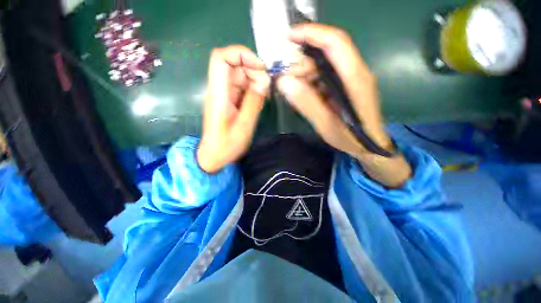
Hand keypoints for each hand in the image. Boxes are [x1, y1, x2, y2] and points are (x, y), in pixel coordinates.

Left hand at [197, 45, 269, 172]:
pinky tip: (260, 101)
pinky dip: (254, 90)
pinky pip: (243, 87)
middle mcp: (220, 89)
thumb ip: (253, 103)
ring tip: (265, 97)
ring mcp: (225, 94)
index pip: (221, 58)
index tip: (260, 67)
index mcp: (218, 94)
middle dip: (254, 71)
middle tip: (267, 88)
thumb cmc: (227, 144)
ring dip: (256, 81)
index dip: (241, 54)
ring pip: (241, 75)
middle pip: (235, 65)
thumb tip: (264, 81)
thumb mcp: (244, 126)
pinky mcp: (231, 100)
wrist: (215, 155)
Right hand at [277, 24, 410, 186]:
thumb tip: (284, 82)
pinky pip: (324, 77)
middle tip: (286, 82)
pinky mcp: (345, 86)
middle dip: (302, 64)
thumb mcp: (326, 124)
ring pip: (323, 66)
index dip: (312, 34)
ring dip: (305, 75)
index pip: (335, 43)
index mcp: (355, 79)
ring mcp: (350, 79)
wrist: (370, 146)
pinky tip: (305, 95)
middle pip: (325, 55)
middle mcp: (355, 72)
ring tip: (294, 92)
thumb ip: (307, 103)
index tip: (288, 36)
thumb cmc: (352, 138)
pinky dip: (311, 83)